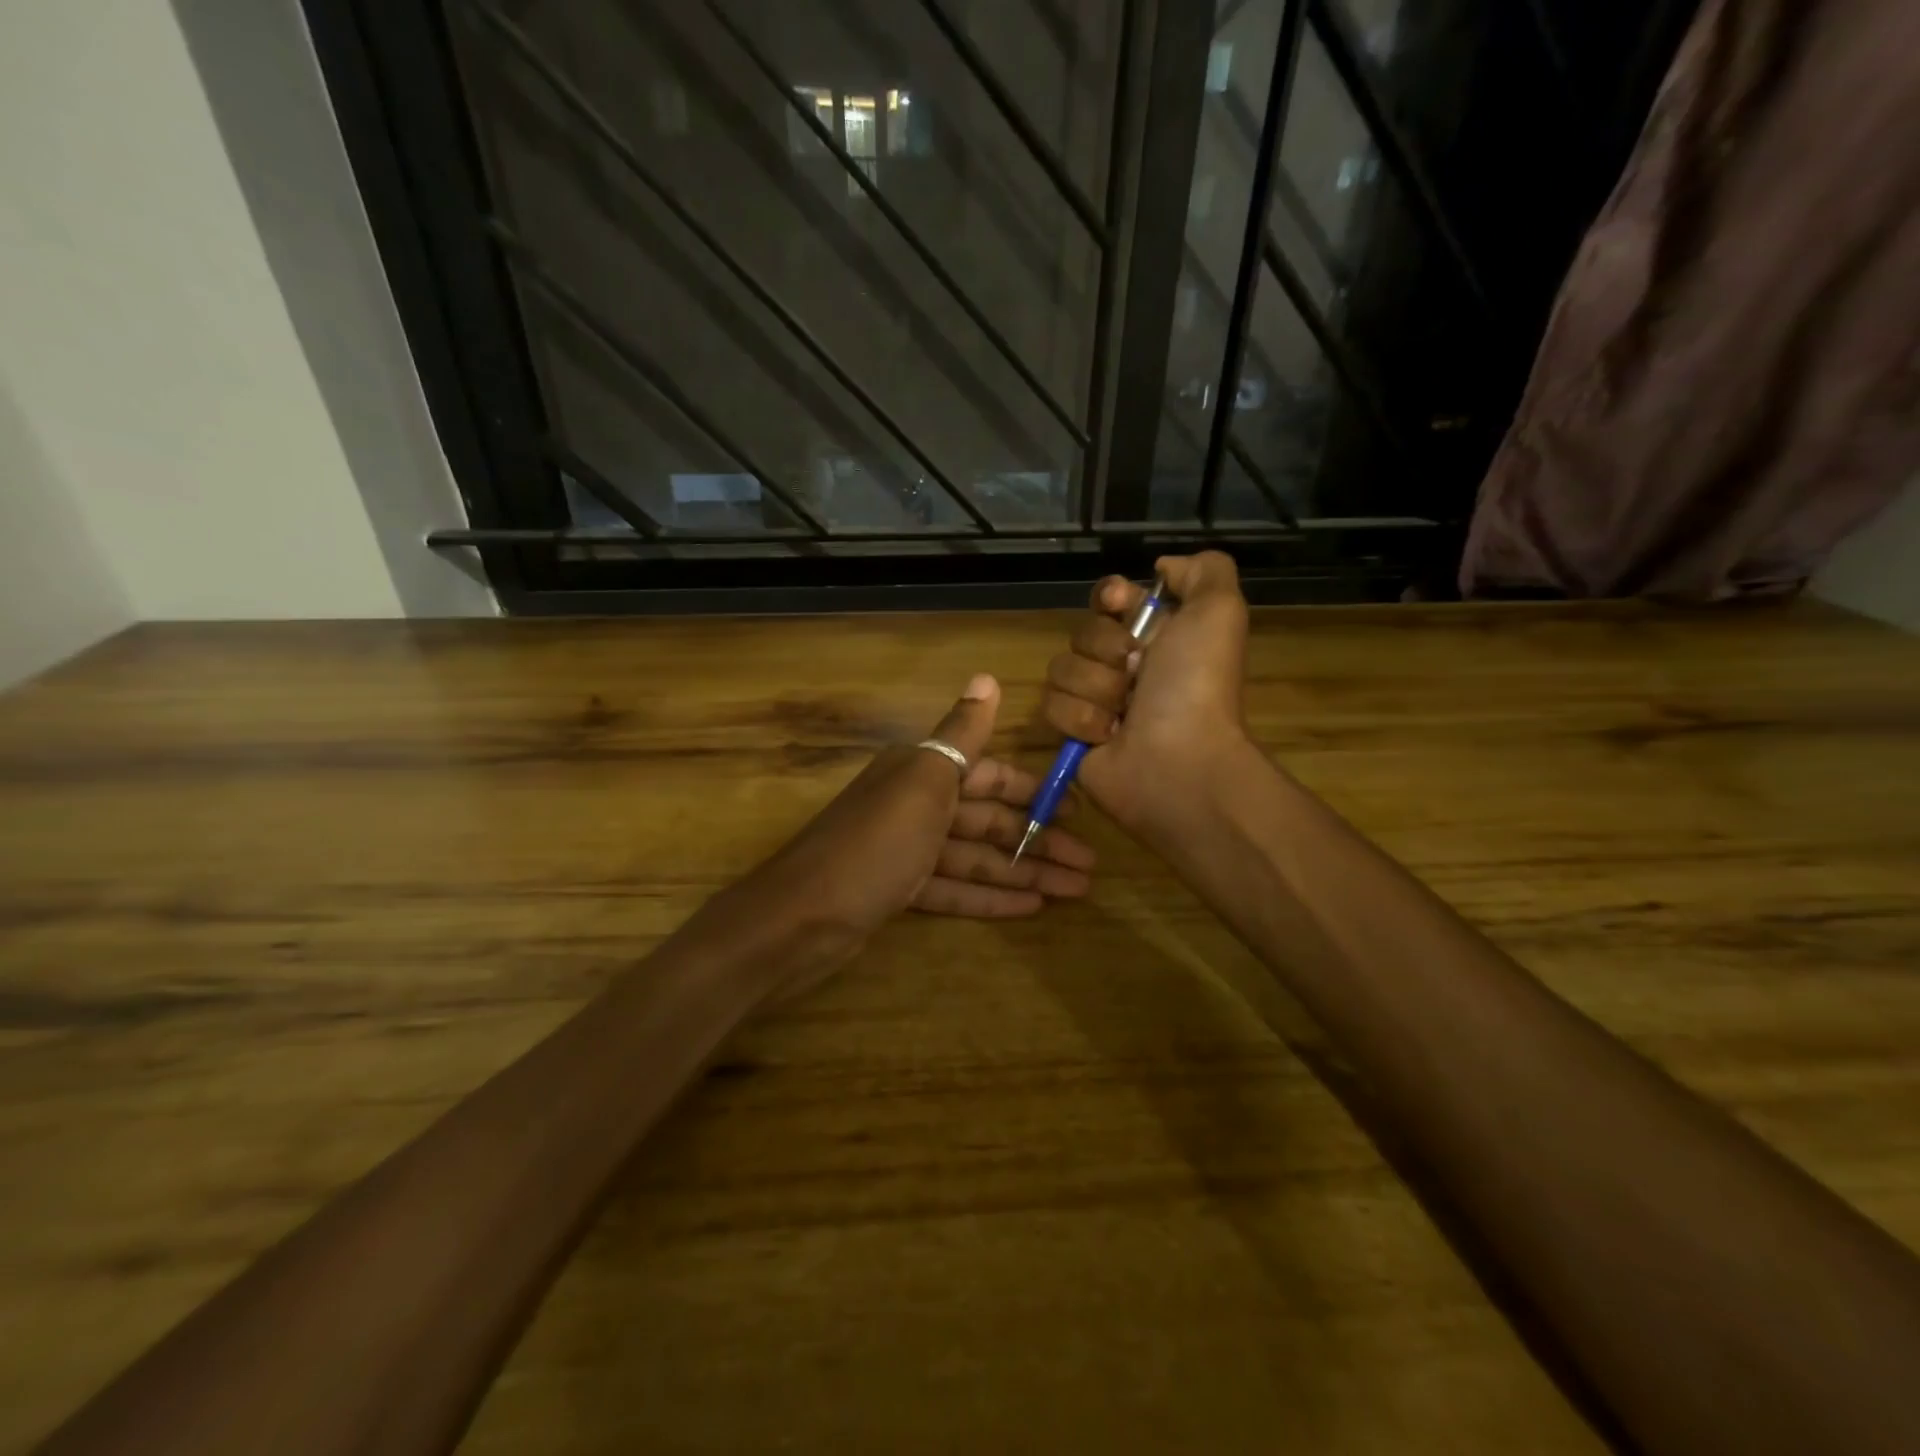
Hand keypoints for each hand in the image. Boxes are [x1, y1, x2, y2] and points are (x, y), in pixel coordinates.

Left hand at [722, 674, 1095, 993]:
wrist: (798, 919)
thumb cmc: (873, 845)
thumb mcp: (923, 781)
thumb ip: (961, 734)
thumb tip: (988, 676)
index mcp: (921, 771)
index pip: (989, 774)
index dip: (1033, 791)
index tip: (1076, 811)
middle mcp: (915, 804)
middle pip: (988, 820)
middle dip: (1038, 840)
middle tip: (1090, 866)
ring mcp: (907, 851)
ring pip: (977, 857)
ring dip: (1024, 872)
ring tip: (1075, 890)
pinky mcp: (900, 891)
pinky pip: (955, 889)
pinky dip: (990, 897)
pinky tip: (1031, 907)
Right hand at [1039, 552, 1252, 841]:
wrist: (1177, 761)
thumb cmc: (1196, 686)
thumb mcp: (1219, 611)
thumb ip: (1203, 571)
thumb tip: (1162, 566)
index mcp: (1157, 636)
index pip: (1110, 598)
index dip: (1110, 597)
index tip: (1119, 605)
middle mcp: (1125, 666)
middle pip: (1082, 633)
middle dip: (1107, 651)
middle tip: (1137, 674)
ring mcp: (1096, 700)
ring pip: (1062, 669)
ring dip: (1096, 689)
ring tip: (1125, 714)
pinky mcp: (1072, 733)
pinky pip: (1052, 706)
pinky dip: (1082, 720)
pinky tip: (1109, 736)